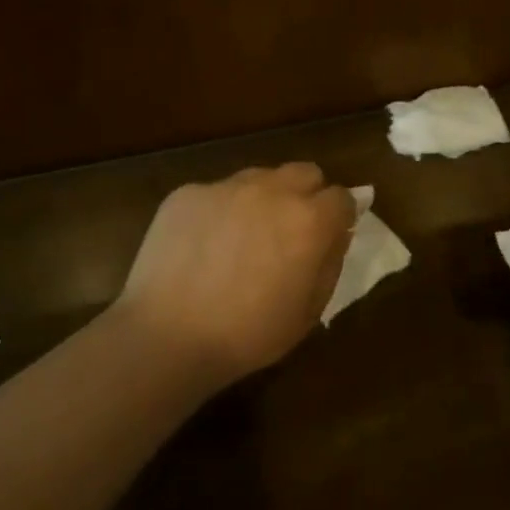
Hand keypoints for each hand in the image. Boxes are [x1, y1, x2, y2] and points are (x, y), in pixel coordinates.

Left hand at [113, 164, 355, 384]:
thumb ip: (330, 263)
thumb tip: (335, 234)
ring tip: (244, 237)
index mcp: (308, 220)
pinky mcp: (188, 193)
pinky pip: (217, 193)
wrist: (167, 336)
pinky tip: (204, 245)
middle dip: (307, 195)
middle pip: (305, 172)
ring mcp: (225, 187)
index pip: (342, 197)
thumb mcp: (309, 312)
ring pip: (259, 178)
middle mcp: (271, 190)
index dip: (339, 217)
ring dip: (264, 199)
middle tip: (291, 231)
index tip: (330, 236)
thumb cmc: (248, 334)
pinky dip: (220, 211)